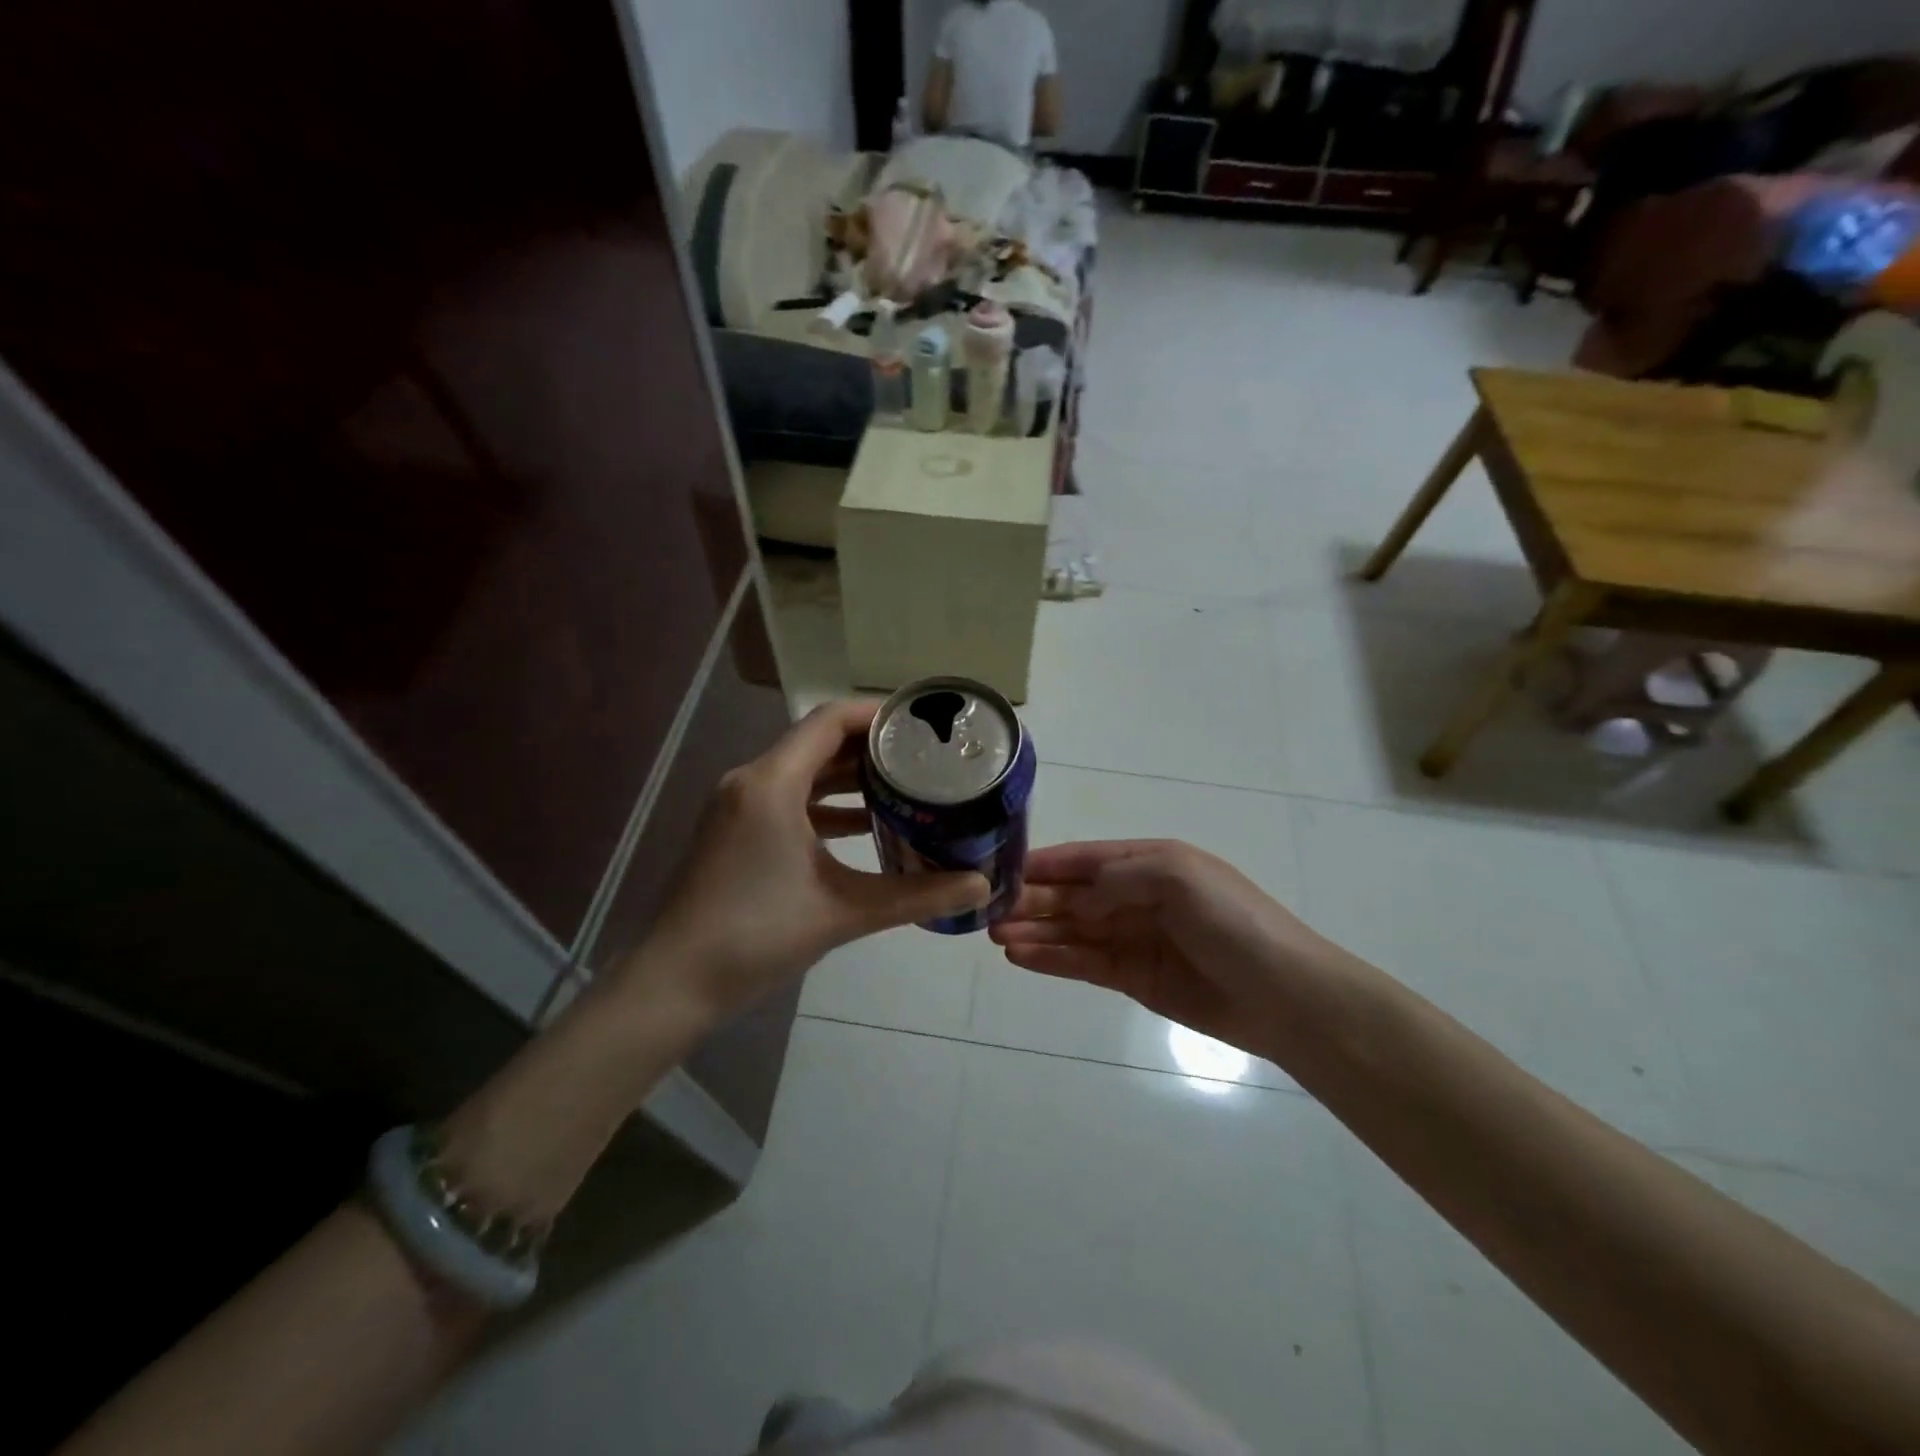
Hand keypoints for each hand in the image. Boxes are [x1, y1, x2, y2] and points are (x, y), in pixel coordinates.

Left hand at [626, 701, 990, 1020]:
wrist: (676, 982)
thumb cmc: (758, 935)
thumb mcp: (846, 911)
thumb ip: (918, 895)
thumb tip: (981, 886)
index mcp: (772, 783)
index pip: (829, 721)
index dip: (876, 715)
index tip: (920, 724)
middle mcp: (750, 781)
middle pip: (817, 742)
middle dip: (870, 747)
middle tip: (923, 756)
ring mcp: (737, 806)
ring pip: (801, 772)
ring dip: (848, 776)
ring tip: (902, 786)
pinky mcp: (733, 830)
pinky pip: (787, 799)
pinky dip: (824, 804)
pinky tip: (863, 825)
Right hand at [989, 840, 1337, 1060]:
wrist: (1284, 995)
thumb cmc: (1232, 922)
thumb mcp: (1178, 876)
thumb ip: (1118, 878)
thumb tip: (1075, 897)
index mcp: (1150, 861)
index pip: (1085, 858)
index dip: (1045, 864)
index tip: (1001, 871)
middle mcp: (1136, 896)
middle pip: (1072, 895)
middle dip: (1032, 900)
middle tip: (987, 911)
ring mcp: (1133, 938)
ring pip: (1072, 930)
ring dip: (1035, 930)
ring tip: (994, 936)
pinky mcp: (1133, 977)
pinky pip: (1084, 963)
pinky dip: (1052, 959)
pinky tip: (1021, 957)